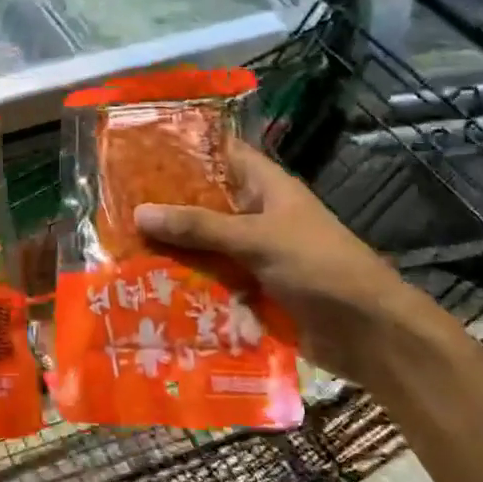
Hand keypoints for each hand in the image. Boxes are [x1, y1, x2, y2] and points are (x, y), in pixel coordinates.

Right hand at [133, 141, 462, 388]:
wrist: (369, 334)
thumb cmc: (319, 267)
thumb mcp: (257, 239)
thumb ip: (199, 226)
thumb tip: (138, 212)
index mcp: (265, 187)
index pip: (220, 153)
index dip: (183, 147)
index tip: (138, 147)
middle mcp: (255, 215)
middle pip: (203, 201)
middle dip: (164, 203)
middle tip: (112, 201)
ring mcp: (252, 254)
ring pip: (202, 243)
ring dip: (169, 246)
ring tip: (117, 244)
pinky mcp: (250, 289)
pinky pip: (209, 279)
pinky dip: (184, 281)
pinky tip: (145, 285)